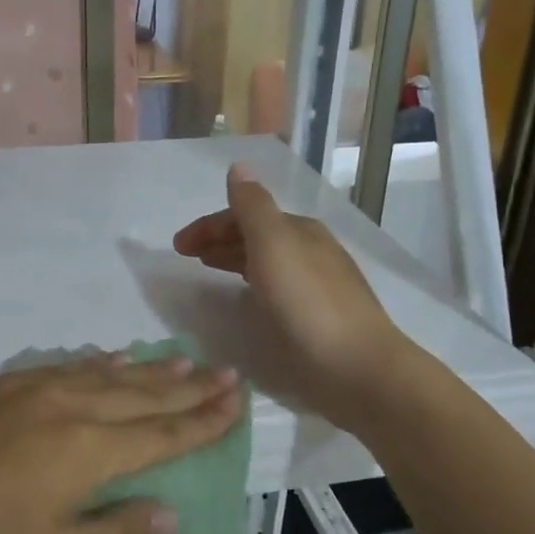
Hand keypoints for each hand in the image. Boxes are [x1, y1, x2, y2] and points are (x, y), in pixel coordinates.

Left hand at [0, 354, 241, 533]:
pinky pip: (57, 367)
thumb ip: (118, 530)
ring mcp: (25, 390)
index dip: (204, 420)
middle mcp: (65, 407)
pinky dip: (90, 364)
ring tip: (179, 360)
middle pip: (140, 394)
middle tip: (224, 372)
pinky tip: (104, 359)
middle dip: (187, 387)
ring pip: (100, 373)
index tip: (237, 400)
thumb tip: (169, 510)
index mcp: (87, 451)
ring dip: (144, 369)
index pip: (162, 432)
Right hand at [173, 164, 406, 426]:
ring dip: (234, 259)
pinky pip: (274, 288)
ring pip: (266, 262)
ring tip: (207, 270)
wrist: (356, 367)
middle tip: (186, 256)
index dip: (210, 225)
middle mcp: (310, 251)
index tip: (177, 246)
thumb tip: (239, 166)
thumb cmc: (308, 303)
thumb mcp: (274, 245)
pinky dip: (251, 283)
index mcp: (300, 230)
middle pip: (257, 235)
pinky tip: (245, 298)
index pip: (247, 214)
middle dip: (219, 239)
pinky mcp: (316, 317)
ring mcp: (316, 285)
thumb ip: (253, 206)